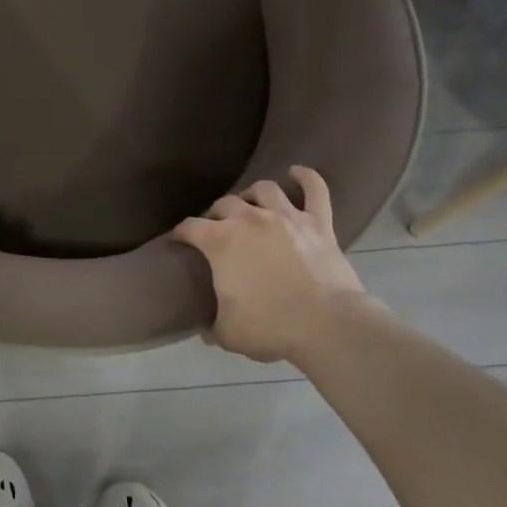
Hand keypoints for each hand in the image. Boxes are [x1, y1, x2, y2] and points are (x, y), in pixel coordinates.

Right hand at [174, 166, 384, 364]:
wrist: (327, 325)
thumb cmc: (271, 327)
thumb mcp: (228, 334)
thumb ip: (212, 327)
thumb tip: (205, 330)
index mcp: (220, 242)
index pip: (190, 228)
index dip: (181, 233)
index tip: (179, 241)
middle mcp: (250, 219)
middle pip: (225, 203)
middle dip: (216, 214)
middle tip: (217, 228)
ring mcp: (287, 217)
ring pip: (264, 189)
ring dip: (253, 194)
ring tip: (251, 203)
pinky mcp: (318, 223)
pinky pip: (314, 190)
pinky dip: (306, 178)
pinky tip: (297, 172)